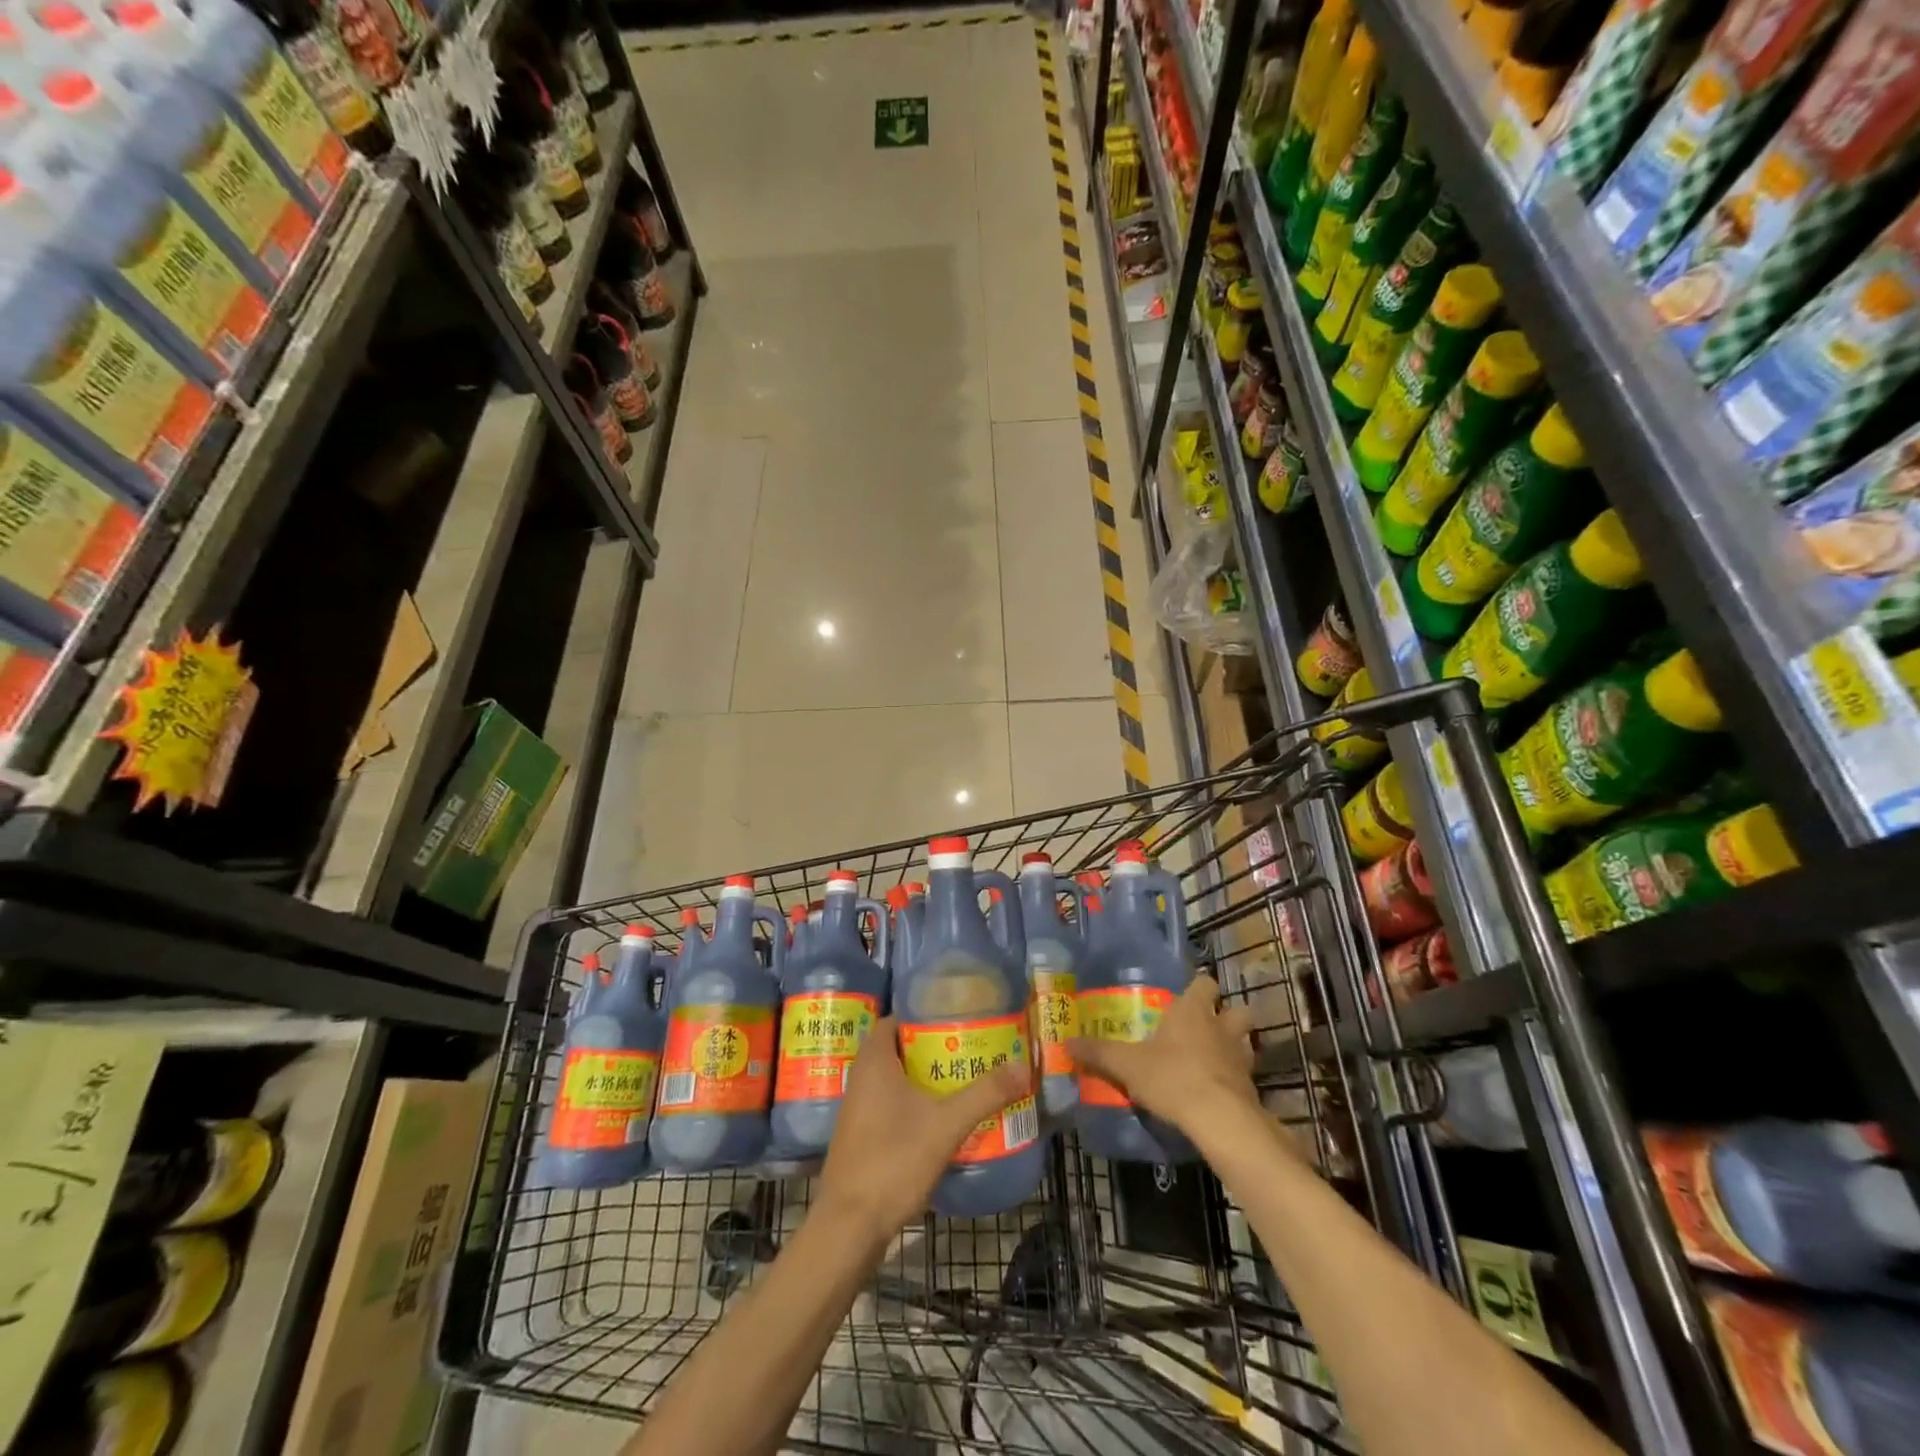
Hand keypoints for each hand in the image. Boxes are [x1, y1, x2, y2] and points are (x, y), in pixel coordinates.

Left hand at [817, 1016, 1030, 1243]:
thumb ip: (984, 1094)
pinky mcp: (861, 1134)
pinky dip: (914, 1100)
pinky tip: (941, 1116)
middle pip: (899, 1047)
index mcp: (874, 1060)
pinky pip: (890, 1102)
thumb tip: (1023, 1067)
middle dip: (932, 1046)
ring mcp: (858, 1107)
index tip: (957, 1015)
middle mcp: (861, 1076)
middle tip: (969, 1047)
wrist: (850, 1226)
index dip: (925, 1013)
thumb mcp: (946, 1125)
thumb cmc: (894, 1160)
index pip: (897, 1017)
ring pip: (895, 1077)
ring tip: (963, 1077)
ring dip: (924, 1076)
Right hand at [1068, 976, 1260, 1136]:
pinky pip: (1244, 1076)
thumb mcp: (1126, 1064)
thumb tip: (1067, 1042)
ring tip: (1215, 1059)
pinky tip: (1218, 1091)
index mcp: (1192, 1011)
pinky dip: (1234, 1080)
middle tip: (1209, 1027)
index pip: (1204, 983)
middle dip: (1227, 1016)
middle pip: (1237, 1010)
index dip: (1199, 988)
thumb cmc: (1172, 1077)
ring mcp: (1240, 1058)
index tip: (1188, 995)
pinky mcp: (1251, 1088)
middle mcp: (1221, 1027)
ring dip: (1234, 1047)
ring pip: (1246, 1042)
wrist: (1218, 1119)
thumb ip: (1099, 1052)